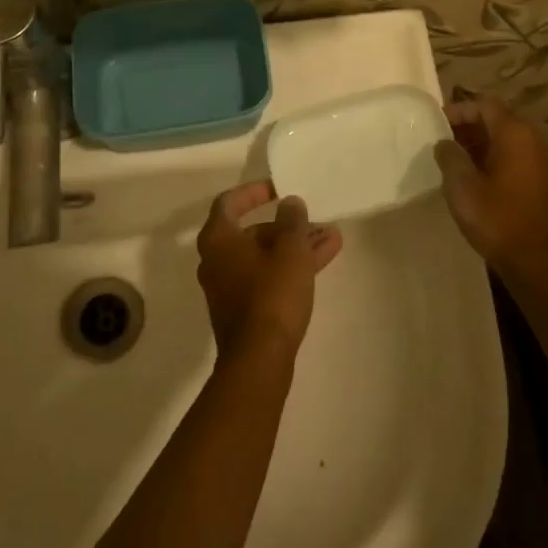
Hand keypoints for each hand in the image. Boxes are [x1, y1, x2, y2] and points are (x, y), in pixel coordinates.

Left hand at [196, 181, 343, 363]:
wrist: (259, 359)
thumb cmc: (272, 294)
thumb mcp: (290, 250)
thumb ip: (292, 221)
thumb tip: (290, 204)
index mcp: (218, 239)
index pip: (230, 202)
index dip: (254, 192)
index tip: (279, 188)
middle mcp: (215, 260)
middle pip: (251, 231)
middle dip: (286, 225)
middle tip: (315, 221)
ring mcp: (227, 287)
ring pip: (263, 256)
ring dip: (294, 246)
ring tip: (331, 239)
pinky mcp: (241, 310)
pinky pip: (265, 277)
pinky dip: (288, 267)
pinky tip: (320, 263)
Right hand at [433, 96, 547, 279]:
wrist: (536, 262)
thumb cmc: (497, 219)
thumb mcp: (461, 185)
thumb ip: (449, 156)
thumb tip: (445, 143)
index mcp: (515, 134)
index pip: (484, 104)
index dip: (458, 110)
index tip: (435, 125)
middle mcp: (532, 140)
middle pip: (497, 119)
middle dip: (467, 126)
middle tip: (440, 141)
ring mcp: (540, 161)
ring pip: (505, 139)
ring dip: (478, 144)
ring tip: (452, 160)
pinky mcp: (541, 181)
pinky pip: (513, 157)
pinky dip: (492, 158)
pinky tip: (473, 179)